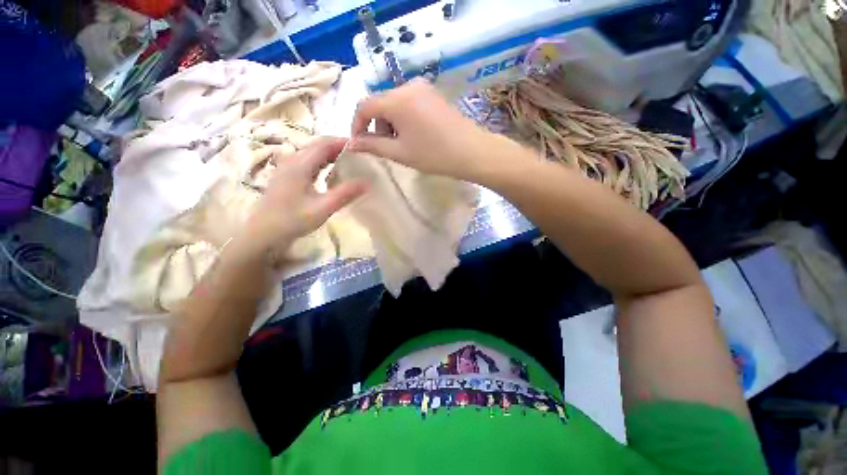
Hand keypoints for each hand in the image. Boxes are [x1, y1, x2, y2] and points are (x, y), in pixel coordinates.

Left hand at [233, 137, 366, 264]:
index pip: (324, 144)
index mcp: (300, 165)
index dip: (342, 142)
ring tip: (348, 161)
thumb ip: (344, 194)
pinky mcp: (286, 176)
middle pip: (317, 145)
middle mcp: (292, 161)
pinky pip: (307, 162)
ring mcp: (287, 168)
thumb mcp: (322, 208)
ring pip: (311, 153)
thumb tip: (367, 183)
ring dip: (330, 153)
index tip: (361, 146)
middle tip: (358, 154)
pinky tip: (330, 172)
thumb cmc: (293, 220)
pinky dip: (322, 162)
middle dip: (337, 146)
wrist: (263, 233)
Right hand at [348, 79, 519, 181]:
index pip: (364, 106)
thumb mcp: (400, 153)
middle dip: (377, 126)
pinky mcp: (433, 94)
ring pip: (395, 104)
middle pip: (381, 104)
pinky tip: (414, 135)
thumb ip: (372, 145)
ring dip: (391, 124)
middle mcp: (408, 86)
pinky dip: (404, 119)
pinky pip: (409, 103)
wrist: (471, 152)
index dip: (357, 125)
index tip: (359, 144)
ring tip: (402, 145)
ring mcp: (423, 88)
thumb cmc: (434, 155)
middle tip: (386, 149)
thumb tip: (351, 144)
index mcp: (396, 99)